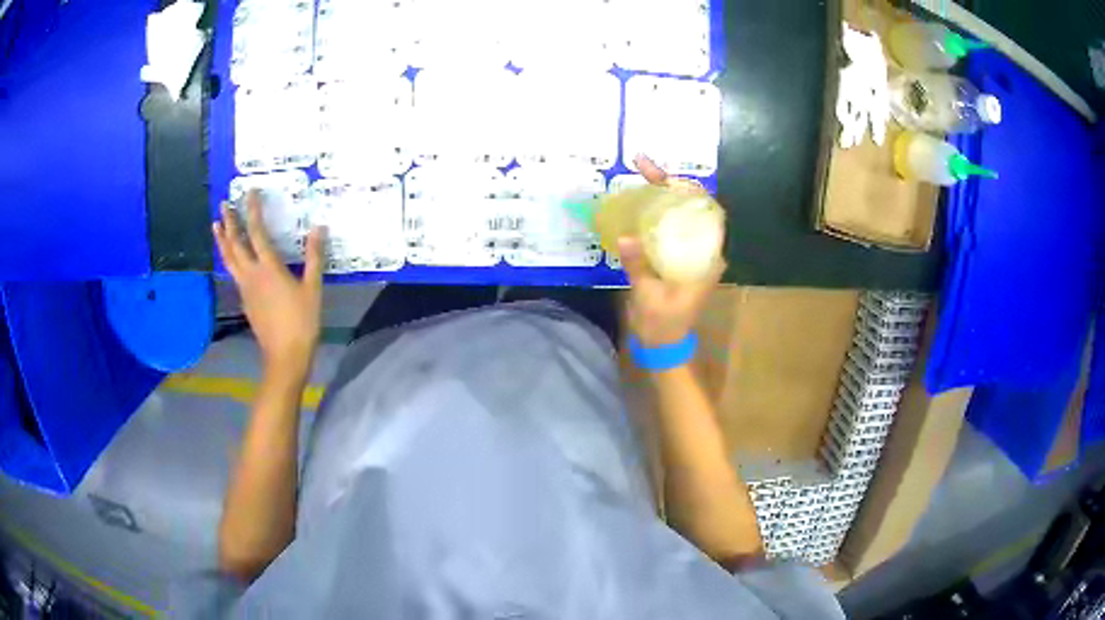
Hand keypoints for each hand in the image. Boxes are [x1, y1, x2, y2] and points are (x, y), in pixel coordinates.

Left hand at [213, 190, 324, 378]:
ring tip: (216, 225)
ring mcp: (245, 288)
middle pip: (235, 243)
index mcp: (269, 268)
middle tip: (224, 203)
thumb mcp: (313, 288)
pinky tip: (229, 256)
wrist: (285, 355)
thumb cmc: (302, 321)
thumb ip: (314, 257)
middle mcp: (251, 274)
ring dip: (222, 240)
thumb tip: (318, 228)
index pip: (257, 232)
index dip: (253, 210)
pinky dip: (228, 258)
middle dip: (230, 222)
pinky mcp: (244, 300)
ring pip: (229, 259)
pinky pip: (232, 272)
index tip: (249, 192)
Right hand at [619, 155, 721, 347]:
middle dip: (669, 183)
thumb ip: (639, 266)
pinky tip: (638, 201)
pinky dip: (655, 211)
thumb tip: (626, 238)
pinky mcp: (677, 256)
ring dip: (662, 193)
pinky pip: (669, 226)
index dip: (688, 189)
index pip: (706, 213)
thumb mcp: (648, 297)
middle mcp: (702, 251)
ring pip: (680, 213)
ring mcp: (690, 252)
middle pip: (691, 206)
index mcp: (705, 259)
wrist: (664, 344)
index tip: (666, 175)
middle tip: (643, 165)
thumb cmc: (662, 324)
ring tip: (640, 175)